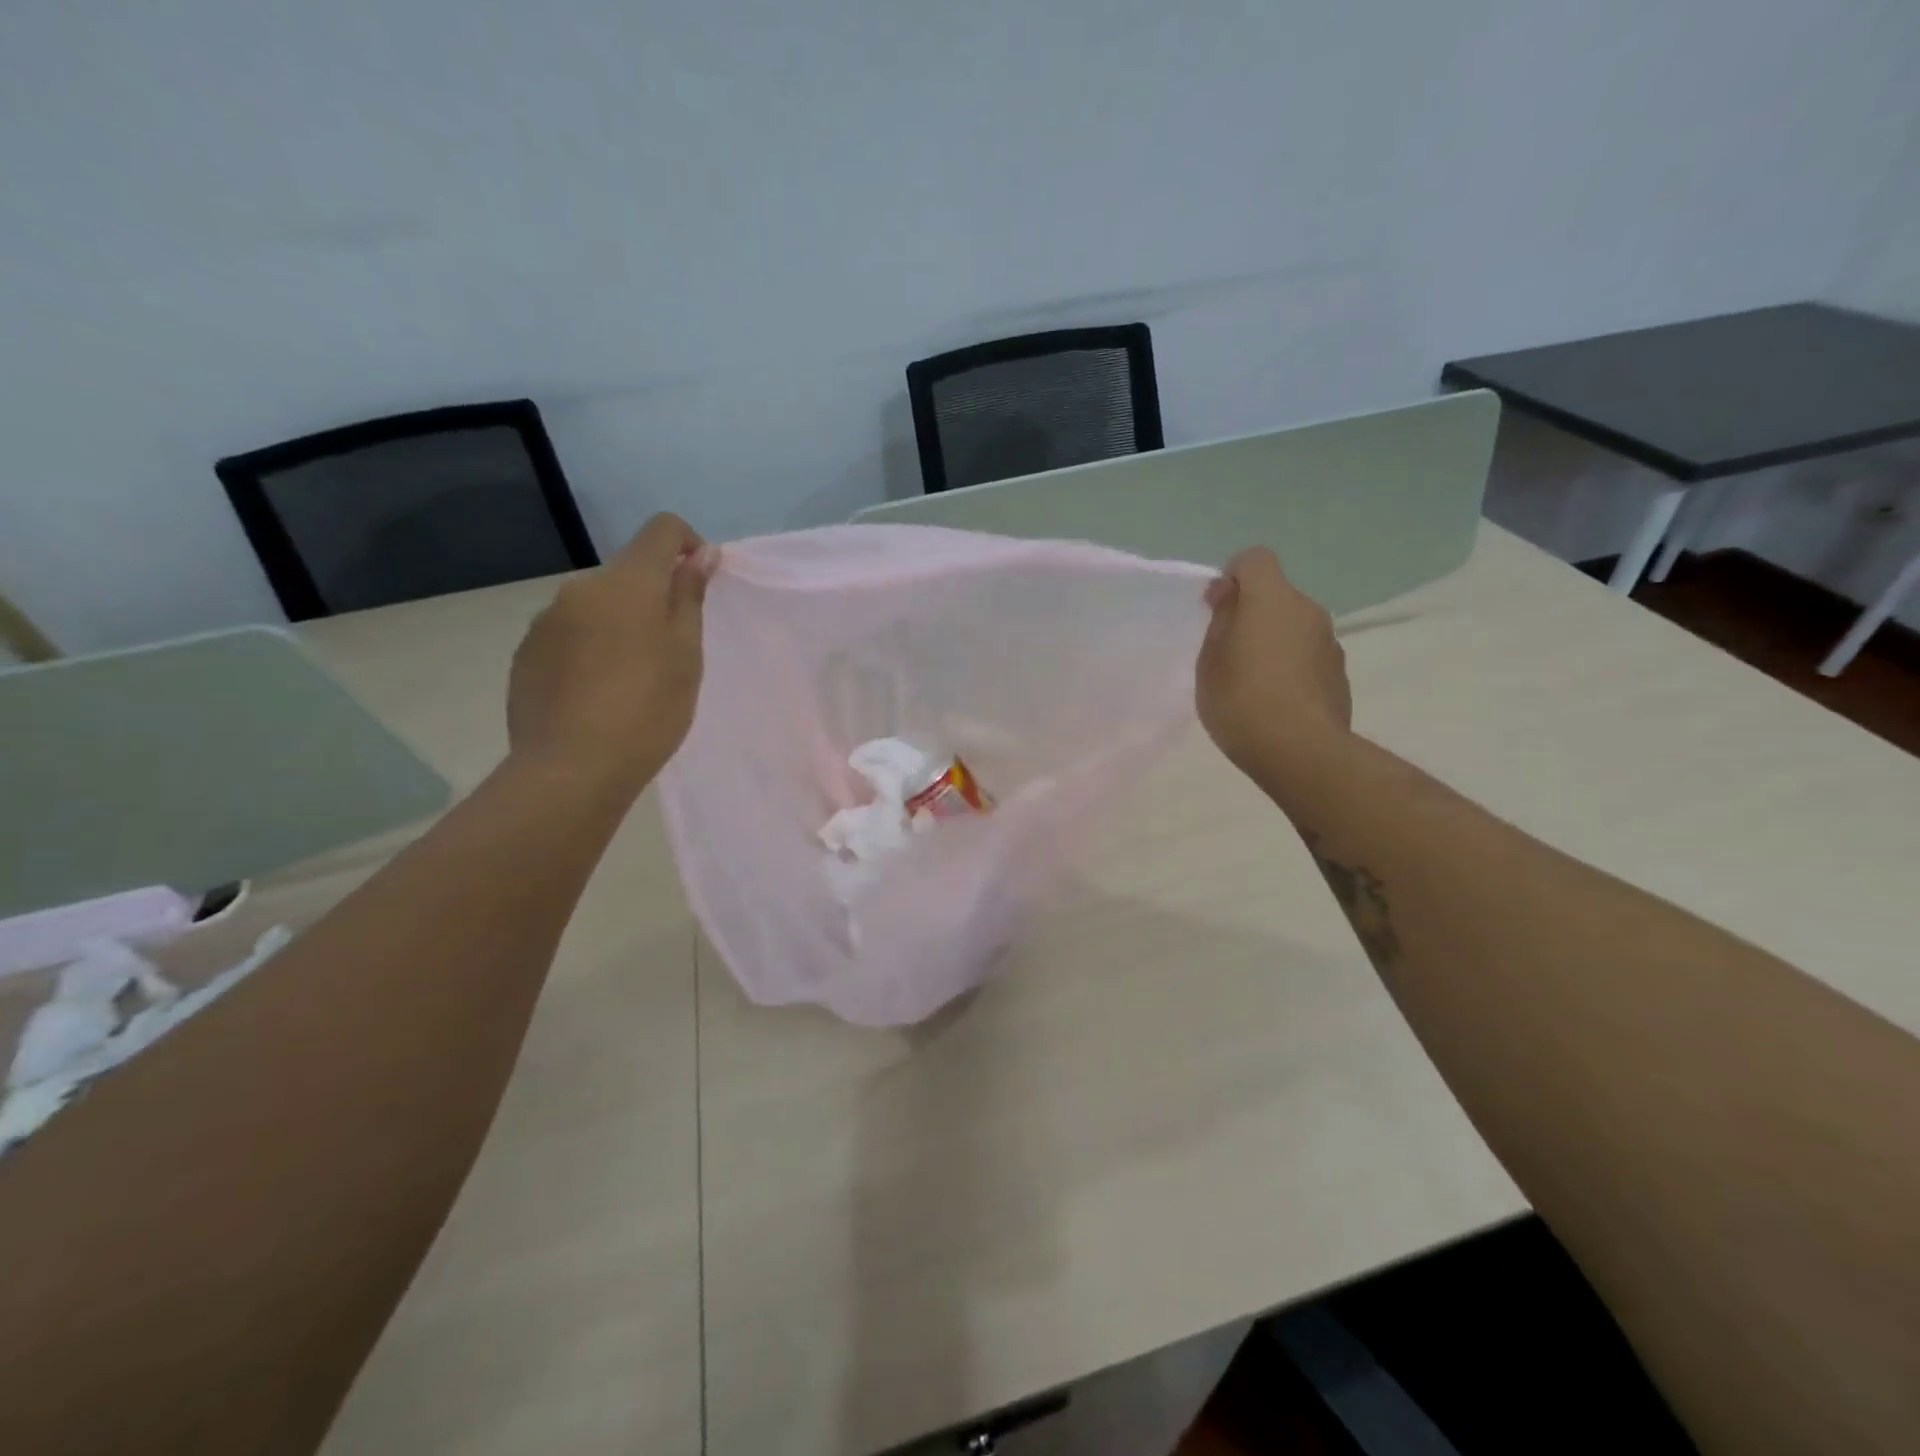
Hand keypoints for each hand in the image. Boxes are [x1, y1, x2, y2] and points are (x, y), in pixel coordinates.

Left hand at [507, 513, 718, 792]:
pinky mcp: (525, 654)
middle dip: (652, 598)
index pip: (661, 530)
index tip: (699, 582)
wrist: (572, 768)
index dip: (687, 544)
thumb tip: (699, 553)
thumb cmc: (648, 709)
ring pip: (596, 607)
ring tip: (630, 680)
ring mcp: (545, 621)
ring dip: (618, 625)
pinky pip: (568, 636)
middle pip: (627, 574)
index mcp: (627, 582)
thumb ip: (689, 596)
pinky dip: (589, 650)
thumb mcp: (686, 654)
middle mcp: (580, 588)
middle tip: (670, 653)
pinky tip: (596, 695)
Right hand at [1196, 547, 1351, 783]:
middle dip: (1252, 613)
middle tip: (1227, 652)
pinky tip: (1276, 700)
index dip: (1233, 575)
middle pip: (1276, 595)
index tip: (1217, 607)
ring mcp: (1330, 643)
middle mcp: (1308, 610)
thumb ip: (1221, 619)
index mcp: (1272, 599)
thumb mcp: (1211, 659)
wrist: (1301, 752)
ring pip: (1294, 626)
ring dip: (1274, 640)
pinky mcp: (1340, 674)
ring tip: (1252, 681)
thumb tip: (1231, 593)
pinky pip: (1308, 655)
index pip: (1255, 558)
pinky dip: (1291, 666)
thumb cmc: (1242, 700)